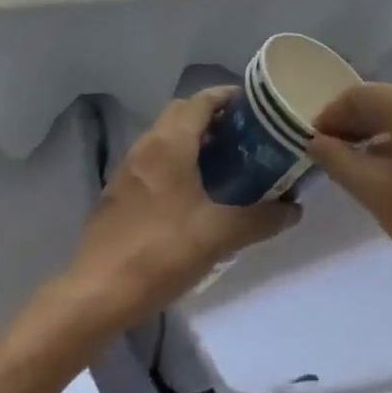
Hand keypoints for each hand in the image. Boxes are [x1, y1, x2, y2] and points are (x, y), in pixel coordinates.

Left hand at [62, 86, 299, 331]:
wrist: (96, 295)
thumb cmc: (161, 253)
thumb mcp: (219, 236)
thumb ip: (260, 219)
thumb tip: (295, 209)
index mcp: (171, 143)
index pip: (202, 101)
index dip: (228, 96)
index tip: (255, 106)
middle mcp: (147, 145)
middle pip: (182, 112)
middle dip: (212, 115)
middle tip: (243, 135)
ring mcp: (127, 169)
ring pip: (164, 136)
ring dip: (191, 138)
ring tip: (223, 162)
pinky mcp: (117, 193)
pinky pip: (152, 160)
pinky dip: (174, 161)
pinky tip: (191, 193)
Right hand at [307, 83, 391, 311]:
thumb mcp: (379, 195)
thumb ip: (341, 162)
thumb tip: (316, 141)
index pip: (360, 94)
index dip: (330, 114)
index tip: (308, 142)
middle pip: (382, 100)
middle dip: (350, 122)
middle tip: (324, 153)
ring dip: (373, 133)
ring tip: (349, 164)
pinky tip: (384, 170)